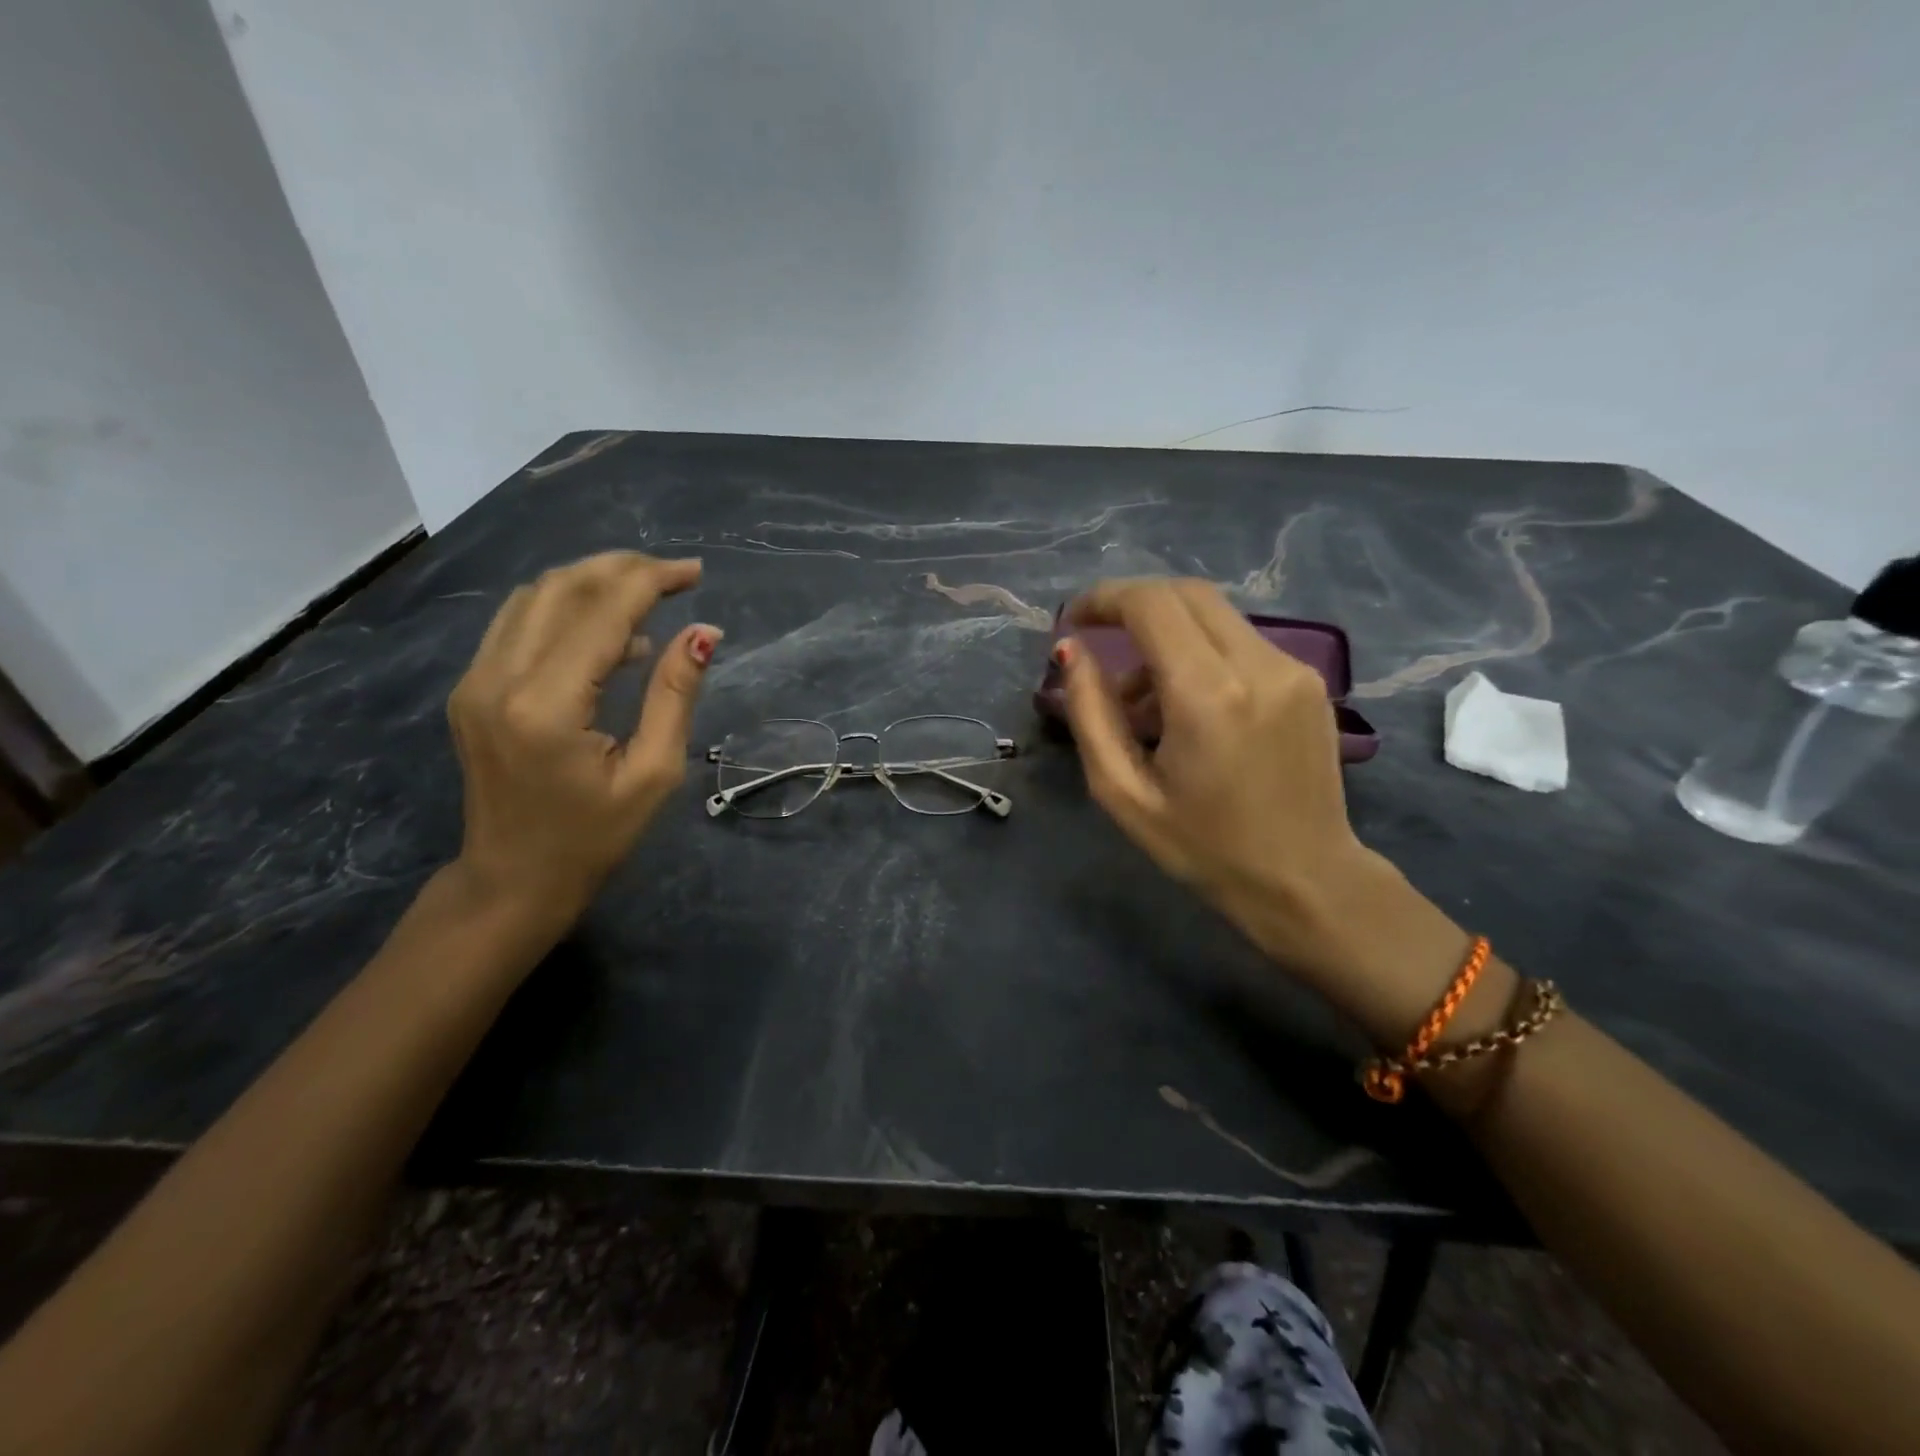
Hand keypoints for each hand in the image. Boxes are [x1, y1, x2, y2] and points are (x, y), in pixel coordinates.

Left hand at [446, 553, 720, 929]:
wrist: (512, 880)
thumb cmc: (594, 838)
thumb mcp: (653, 773)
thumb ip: (675, 695)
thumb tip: (704, 632)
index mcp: (546, 706)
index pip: (602, 613)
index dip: (652, 581)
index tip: (696, 574)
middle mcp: (497, 679)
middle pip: (561, 588)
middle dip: (622, 569)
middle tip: (675, 577)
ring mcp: (474, 681)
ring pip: (534, 597)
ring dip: (592, 582)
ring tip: (647, 593)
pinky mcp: (470, 688)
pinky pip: (519, 623)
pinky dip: (567, 609)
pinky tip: (609, 632)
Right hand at [1056, 578, 1468, 1031]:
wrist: (1306, 880)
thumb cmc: (1203, 848)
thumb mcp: (1123, 793)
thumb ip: (1090, 714)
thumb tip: (1071, 651)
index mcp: (1208, 695)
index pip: (1151, 604)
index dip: (1104, 599)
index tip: (1075, 622)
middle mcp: (1258, 665)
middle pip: (1186, 593)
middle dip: (1133, 606)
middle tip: (1099, 643)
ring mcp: (1293, 668)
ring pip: (1214, 615)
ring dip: (1165, 637)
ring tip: (1140, 703)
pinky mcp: (1310, 680)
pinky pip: (1240, 641)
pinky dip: (1200, 654)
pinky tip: (1186, 708)